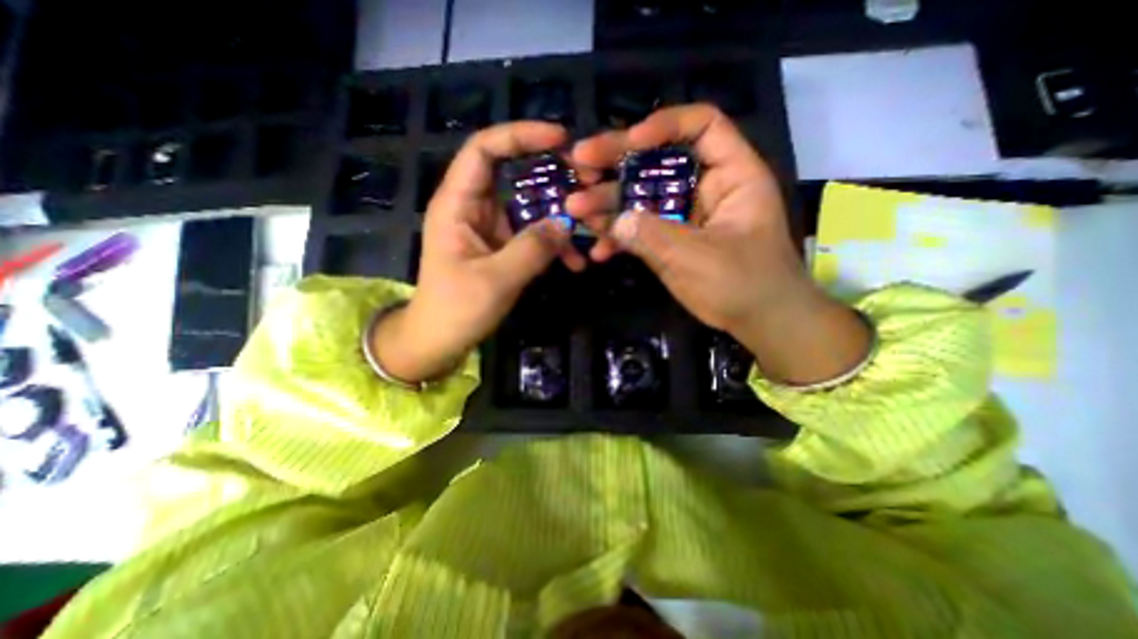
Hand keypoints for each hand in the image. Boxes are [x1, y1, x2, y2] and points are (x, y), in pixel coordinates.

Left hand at [372, 123, 586, 384]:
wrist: (441, 340)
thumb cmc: (456, 309)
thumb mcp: (495, 280)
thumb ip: (532, 250)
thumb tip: (566, 224)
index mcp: (458, 204)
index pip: (484, 149)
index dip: (520, 135)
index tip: (560, 139)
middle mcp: (475, 208)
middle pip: (515, 174)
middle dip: (553, 177)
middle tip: (588, 183)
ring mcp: (491, 228)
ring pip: (529, 207)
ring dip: (560, 217)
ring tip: (590, 229)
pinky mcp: (503, 247)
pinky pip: (533, 234)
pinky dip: (554, 244)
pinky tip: (575, 261)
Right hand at [568, 104, 872, 384]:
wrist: (758, 323)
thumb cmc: (743, 284)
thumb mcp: (698, 258)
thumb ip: (655, 237)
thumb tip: (616, 222)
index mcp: (731, 176)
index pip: (703, 126)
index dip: (665, 125)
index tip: (630, 142)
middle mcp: (705, 188)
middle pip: (659, 161)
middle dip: (617, 163)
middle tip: (580, 164)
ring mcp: (685, 216)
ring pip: (643, 197)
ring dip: (609, 204)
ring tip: (575, 211)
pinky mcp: (672, 240)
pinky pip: (642, 230)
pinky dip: (621, 238)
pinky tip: (599, 250)